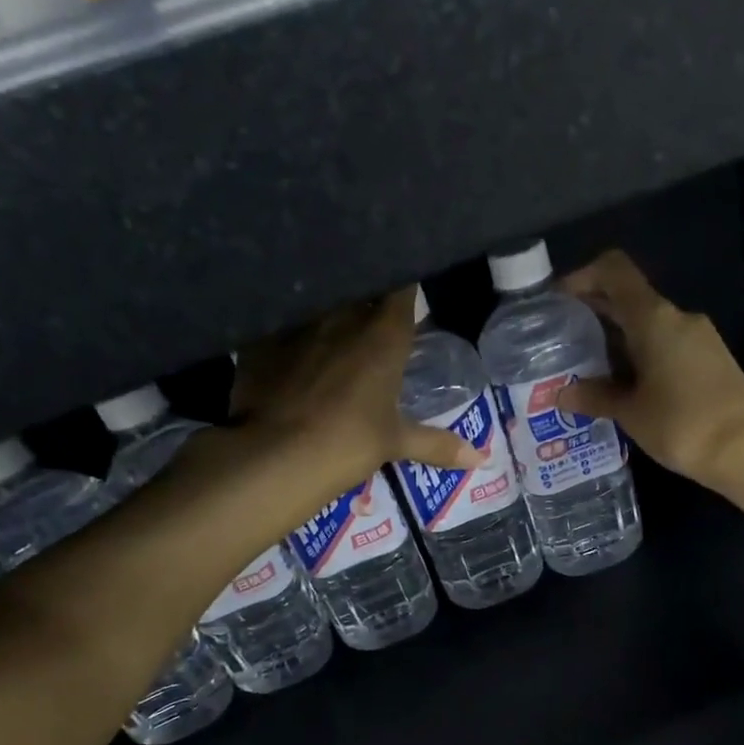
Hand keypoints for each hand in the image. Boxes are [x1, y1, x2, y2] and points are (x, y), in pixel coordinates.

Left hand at [231, 288, 481, 494]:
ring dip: (329, 309)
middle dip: (367, 294)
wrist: (276, 454)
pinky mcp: (261, 338)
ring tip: (333, 324)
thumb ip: (438, 445)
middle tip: (373, 310)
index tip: (409, 288)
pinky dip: (289, 329)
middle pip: (360, 288)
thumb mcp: (396, 443)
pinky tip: (290, 345)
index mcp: (383, 334)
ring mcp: (299, 323)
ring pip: (320, 301)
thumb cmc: (349, 442)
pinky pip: (281, 322)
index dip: (406, 284)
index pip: (402, 289)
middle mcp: (342, 316)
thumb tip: (482, 460)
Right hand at [557, 252, 743, 485]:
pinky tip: (624, 389)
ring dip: (617, 342)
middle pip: (629, 299)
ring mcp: (698, 339)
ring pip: (647, 327)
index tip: (558, 302)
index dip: (582, 276)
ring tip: (588, 372)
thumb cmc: (683, 424)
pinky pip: (665, 347)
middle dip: (594, 316)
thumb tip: (563, 393)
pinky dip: (639, 358)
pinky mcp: (710, 361)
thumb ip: (595, 397)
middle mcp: (677, 318)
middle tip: (562, 343)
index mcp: (653, 318)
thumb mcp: (631, 412)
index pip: (614, 271)